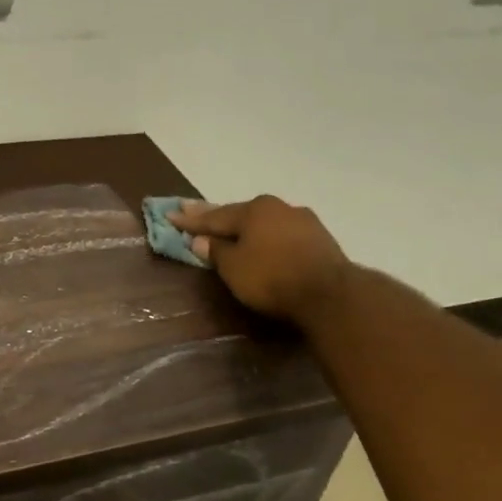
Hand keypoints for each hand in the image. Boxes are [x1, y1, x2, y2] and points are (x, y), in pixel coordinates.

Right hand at [170, 195, 353, 328]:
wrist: (331, 293)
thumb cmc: (272, 277)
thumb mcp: (234, 268)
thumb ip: (216, 252)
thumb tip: (203, 240)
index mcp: (253, 209)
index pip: (214, 216)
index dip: (190, 220)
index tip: (170, 215)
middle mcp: (278, 207)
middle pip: (240, 214)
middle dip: (216, 216)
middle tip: (193, 211)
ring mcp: (303, 221)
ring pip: (264, 222)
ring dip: (246, 227)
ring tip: (229, 229)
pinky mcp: (321, 240)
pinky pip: (283, 234)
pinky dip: (268, 238)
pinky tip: (263, 241)